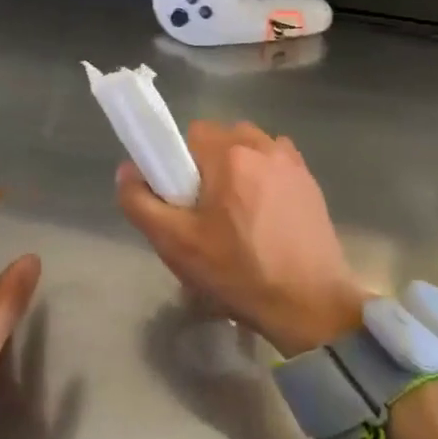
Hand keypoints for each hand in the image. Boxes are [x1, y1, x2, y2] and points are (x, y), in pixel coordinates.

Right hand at [116, 121, 370, 356]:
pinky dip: (264, 178)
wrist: (309, 305)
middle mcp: (264, 146)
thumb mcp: (175, 244)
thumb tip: (127, 169)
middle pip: (222, 138)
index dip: (179, 162)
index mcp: (230, 154)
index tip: (181, 197)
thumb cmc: (238, 272)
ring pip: (250, 149)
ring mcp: (292, 162)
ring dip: (238, 169)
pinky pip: (275, 164)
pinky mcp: (310, 181)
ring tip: (237, 215)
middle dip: (208, 165)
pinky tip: (264, 217)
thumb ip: (140, 202)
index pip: (191, 133)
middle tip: (206, 211)